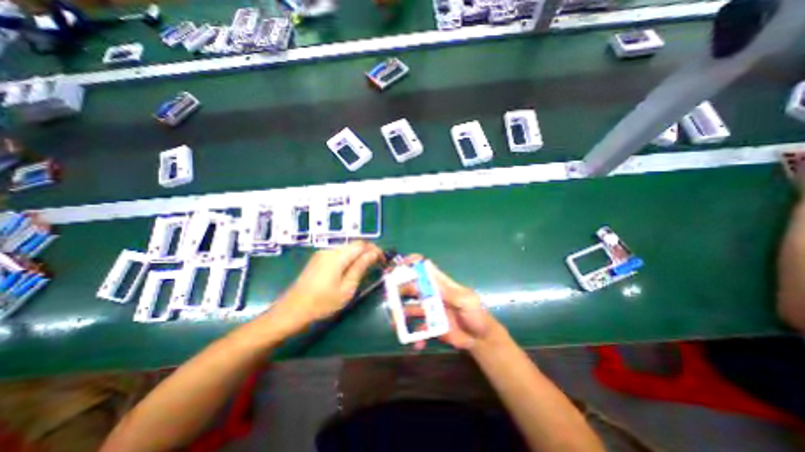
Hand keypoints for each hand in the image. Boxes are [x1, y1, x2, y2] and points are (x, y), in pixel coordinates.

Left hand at [269, 240, 382, 330]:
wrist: (291, 311)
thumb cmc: (322, 303)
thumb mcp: (346, 288)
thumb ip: (360, 268)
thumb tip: (374, 253)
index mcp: (337, 256)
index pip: (362, 244)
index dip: (375, 249)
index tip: (383, 260)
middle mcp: (330, 250)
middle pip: (354, 245)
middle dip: (368, 252)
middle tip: (377, 265)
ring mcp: (322, 254)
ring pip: (347, 248)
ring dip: (359, 255)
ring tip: (367, 268)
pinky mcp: (318, 259)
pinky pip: (339, 254)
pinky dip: (349, 258)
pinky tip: (351, 269)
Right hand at [399, 257, 500, 350]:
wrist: (480, 339)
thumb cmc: (475, 315)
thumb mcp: (465, 301)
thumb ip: (448, 290)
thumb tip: (430, 271)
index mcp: (441, 285)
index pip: (425, 269)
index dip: (412, 264)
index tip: (399, 266)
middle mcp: (432, 295)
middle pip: (412, 288)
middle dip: (400, 290)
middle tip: (388, 296)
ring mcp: (430, 311)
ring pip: (411, 309)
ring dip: (401, 314)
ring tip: (394, 322)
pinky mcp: (430, 326)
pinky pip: (418, 329)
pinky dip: (416, 336)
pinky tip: (418, 344)